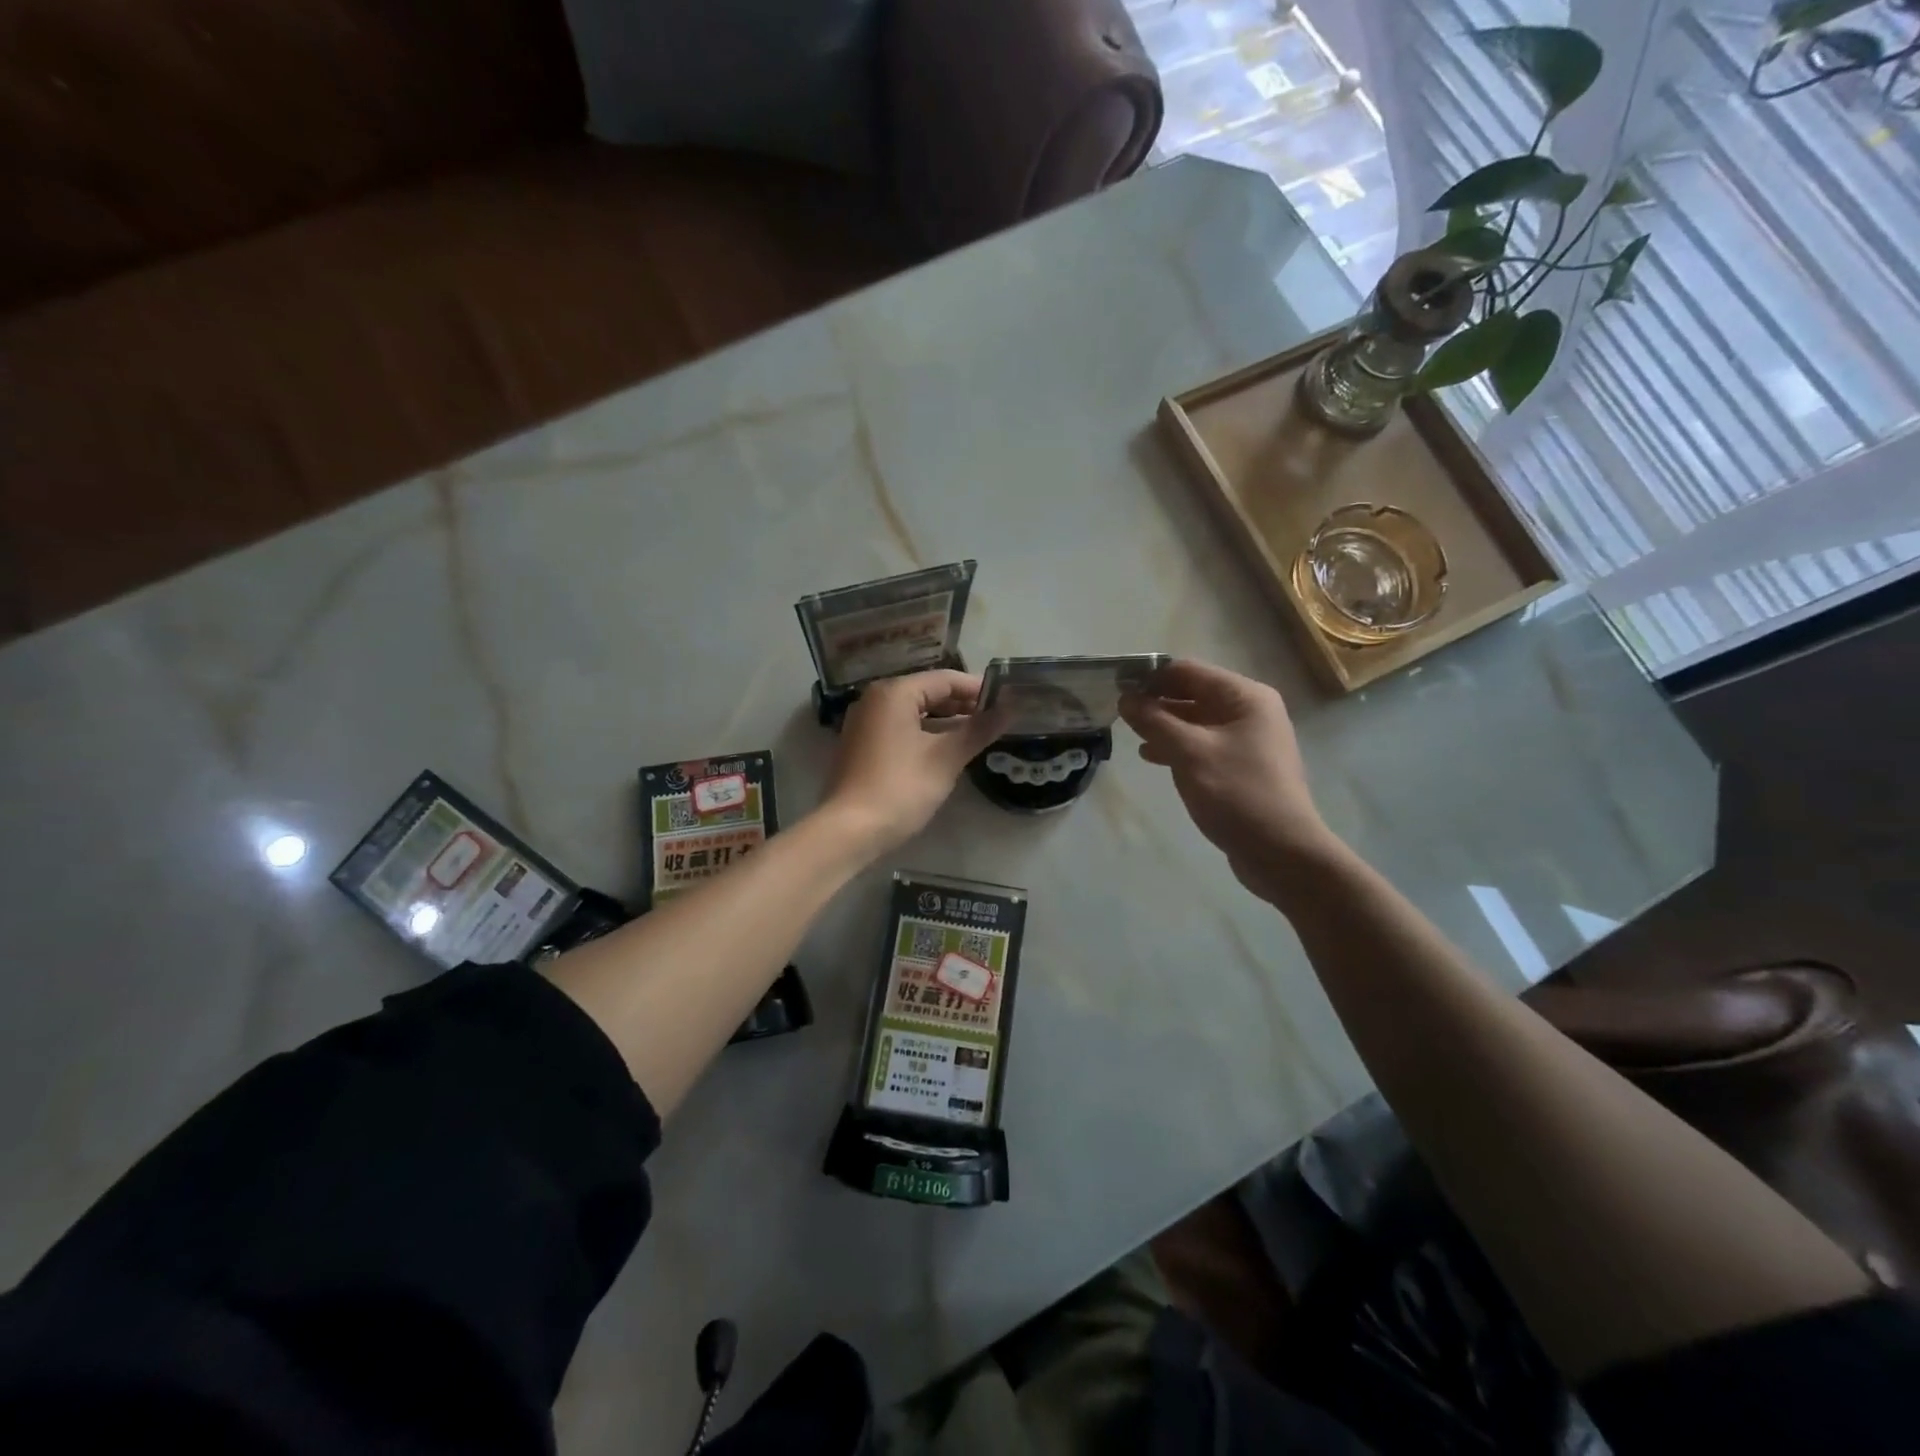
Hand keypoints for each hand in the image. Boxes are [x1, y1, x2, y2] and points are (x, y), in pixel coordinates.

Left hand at [823, 670, 1006, 854]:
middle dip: (962, 705)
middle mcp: (875, 699)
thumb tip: (1011, 708)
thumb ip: (979, 730)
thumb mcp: (946, 758)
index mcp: (894, 693)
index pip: (945, 679)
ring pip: (914, 712)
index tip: (1007, 701)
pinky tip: (946, 749)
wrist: (850, 830)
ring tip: (977, 733)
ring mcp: (864, 723)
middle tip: (995, 718)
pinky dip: (925, 733)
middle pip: (927, 692)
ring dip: (945, 721)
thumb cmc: (901, 788)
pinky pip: (900, 728)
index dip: (977, 689)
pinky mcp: (861, 745)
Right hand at [1118, 659, 1335, 898]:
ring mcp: (1247, 740)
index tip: (1116, 685)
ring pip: (1195, 721)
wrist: (1281, 852)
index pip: (1188, 671)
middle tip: (1117, 710)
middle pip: (1192, 693)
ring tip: (1130, 733)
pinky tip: (1151, 756)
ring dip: (1163, 724)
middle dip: (1155, 701)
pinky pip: (1202, 744)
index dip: (1150, 676)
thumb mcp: (1189, 753)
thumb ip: (1154, 721)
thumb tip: (1125, 698)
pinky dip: (1177, 746)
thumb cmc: (1237, 794)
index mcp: (1244, 697)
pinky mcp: (1240, 766)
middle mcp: (1249, 711)